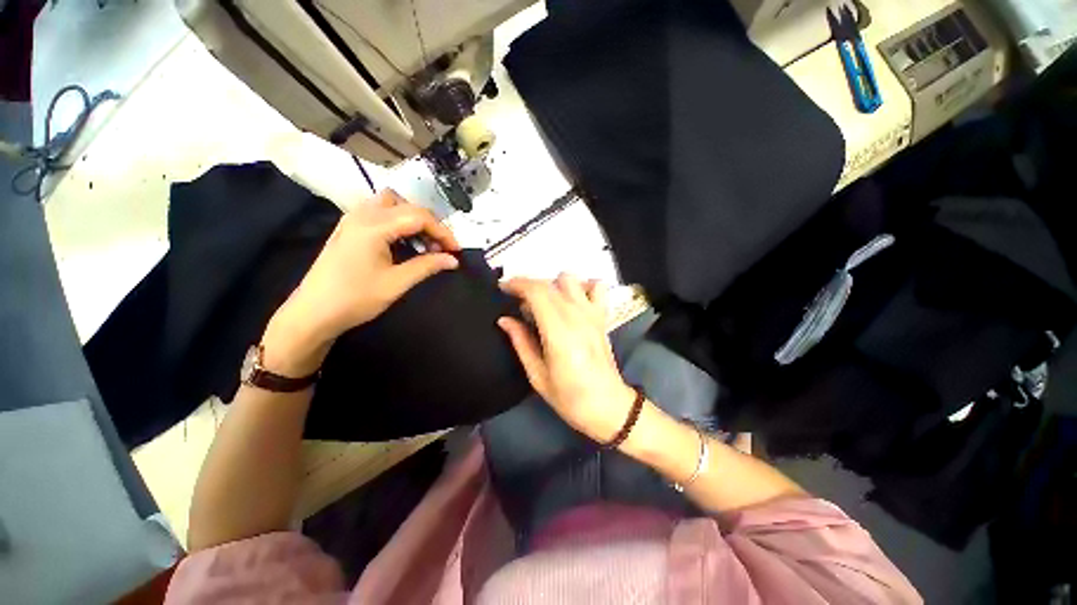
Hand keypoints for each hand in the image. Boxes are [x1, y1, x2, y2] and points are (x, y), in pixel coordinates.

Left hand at [263, 190, 458, 374]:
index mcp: (373, 226)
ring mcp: (353, 220)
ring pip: (392, 204)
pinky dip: (398, 223)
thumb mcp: (396, 283)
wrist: (312, 313)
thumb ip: (427, 266)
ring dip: (413, 220)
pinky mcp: (349, 228)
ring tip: (424, 244)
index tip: (456, 250)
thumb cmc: (355, 299)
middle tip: (440, 247)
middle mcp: (362, 215)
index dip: (443, 231)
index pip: (418, 216)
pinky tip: (404, 243)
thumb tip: (453, 260)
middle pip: (406, 204)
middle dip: (429, 223)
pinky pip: (380, 213)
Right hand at [498, 274, 636, 443]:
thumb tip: (504, 319)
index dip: (517, 284)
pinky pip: (597, 287)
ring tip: (544, 303)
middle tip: (517, 302)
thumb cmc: (569, 397)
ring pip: (570, 279)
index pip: (537, 292)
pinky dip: (582, 286)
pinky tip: (572, 300)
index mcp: (558, 332)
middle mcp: (577, 316)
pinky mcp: (602, 316)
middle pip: (549, 283)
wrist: (608, 405)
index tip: (502, 288)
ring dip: (553, 285)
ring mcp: (592, 313)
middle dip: (528, 285)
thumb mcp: (537, 375)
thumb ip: (521, 342)